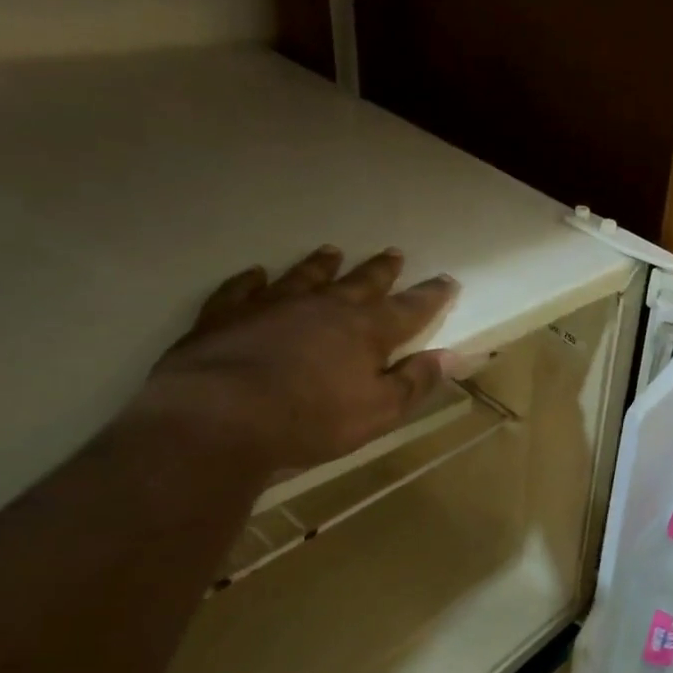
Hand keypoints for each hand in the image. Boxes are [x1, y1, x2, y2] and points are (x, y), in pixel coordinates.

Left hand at [137, 244, 458, 472]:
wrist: (219, 419)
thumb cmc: (312, 420)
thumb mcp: (379, 410)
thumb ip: (415, 381)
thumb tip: (453, 356)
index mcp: (366, 330)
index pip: (410, 308)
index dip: (431, 295)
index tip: (447, 280)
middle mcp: (323, 307)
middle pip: (360, 283)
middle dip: (381, 270)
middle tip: (393, 253)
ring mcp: (272, 306)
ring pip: (304, 276)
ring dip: (321, 265)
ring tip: (332, 251)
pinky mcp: (225, 316)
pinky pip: (241, 289)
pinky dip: (250, 280)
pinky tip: (255, 274)